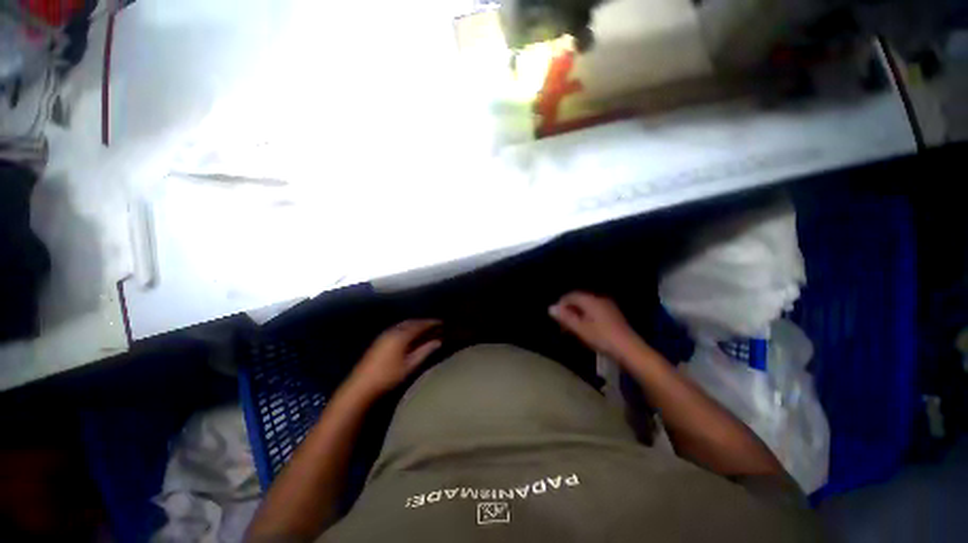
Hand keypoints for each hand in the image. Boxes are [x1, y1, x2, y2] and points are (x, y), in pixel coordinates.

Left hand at [346, 320, 441, 399]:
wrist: (362, 386)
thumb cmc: (389, 376)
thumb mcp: (410, 365)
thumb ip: (425, 351)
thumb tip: (438, 341)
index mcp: (401, 335)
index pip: (419, 325)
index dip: (431, 323)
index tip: (441, 322)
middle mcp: (393, 331)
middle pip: (411, 322)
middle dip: (423, 322)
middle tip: (434, 324)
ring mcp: (384, 335)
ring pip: (403, 325)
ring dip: (415, 325)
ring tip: (424, 329)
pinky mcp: (379, 341)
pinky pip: (397, 329)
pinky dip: (407, 328)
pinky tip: (410, 335)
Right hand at [549, 291, 641, 359]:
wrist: (629, 349)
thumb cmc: (602, 338)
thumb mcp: (580, 329)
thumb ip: (565, 317)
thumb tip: (550, 308)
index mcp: (590, 300)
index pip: (571, 296)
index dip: (561, 304)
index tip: (556, 317)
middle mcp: (599, 299)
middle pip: (579, 300)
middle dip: (569, 310)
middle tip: (562, 325)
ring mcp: (608, 306)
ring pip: (587, 306)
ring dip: (577, 314)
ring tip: (573, 328)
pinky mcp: (613, 314)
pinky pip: (595, 310)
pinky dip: (587, 316)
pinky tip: (586, 328)